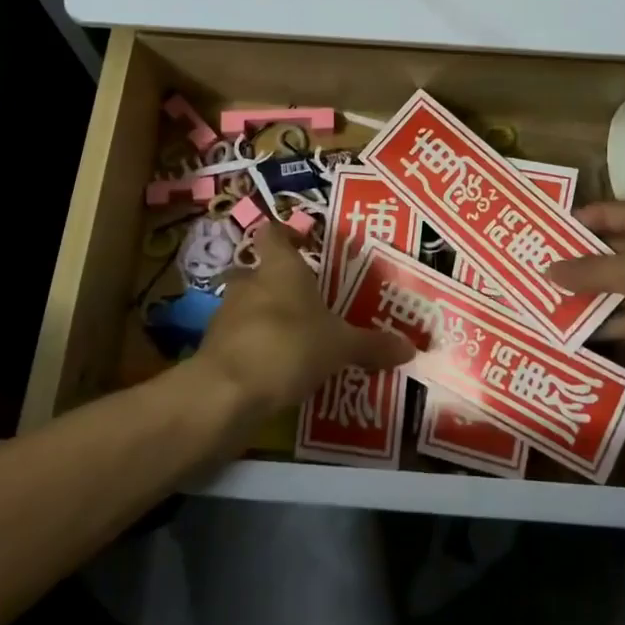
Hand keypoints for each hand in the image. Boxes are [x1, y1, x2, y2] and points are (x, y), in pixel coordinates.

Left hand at [193, 222, 412, 415]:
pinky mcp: (214, 347)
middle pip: (258, 270)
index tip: (304, 242)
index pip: (273, 233)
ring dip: (264, 316)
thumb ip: (372, 345)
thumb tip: (410, 347)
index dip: (286, 234)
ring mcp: (226, 313)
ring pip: (246, 305)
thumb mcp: (341, 346)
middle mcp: (249, 282)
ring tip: (293, 338)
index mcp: (280, 267)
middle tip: (304, 301)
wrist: (228, 391)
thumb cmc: (290, 346)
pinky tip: (274, 368)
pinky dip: (253, 347)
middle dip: (276, 283)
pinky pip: (238, 338)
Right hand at [546, 201, 624, 403]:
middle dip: (575, 264)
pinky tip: (579, 335)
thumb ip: (588, 270)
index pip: (605, 213)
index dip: (571, 223)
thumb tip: (546, 269)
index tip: (535, 238)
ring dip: (590, 298)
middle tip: (532, 276)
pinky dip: (612, 325)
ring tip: (545, 307)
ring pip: (621, 287)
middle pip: (611, 250)